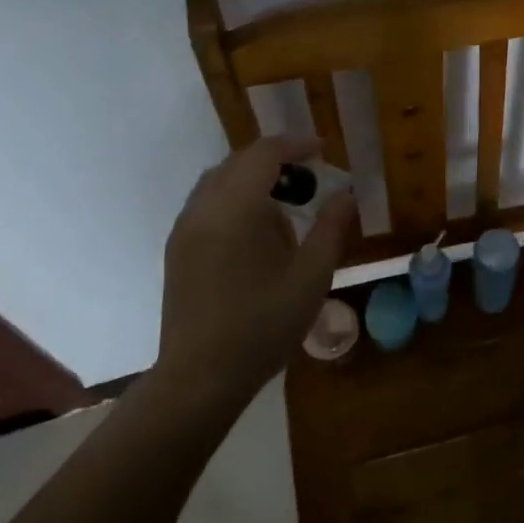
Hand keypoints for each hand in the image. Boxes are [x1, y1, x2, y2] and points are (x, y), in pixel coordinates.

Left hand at [159, 136, 356, 406]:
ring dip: (252, 179)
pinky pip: (207, 204)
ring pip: (219, 181)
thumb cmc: (262, 326)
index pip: (264, 154)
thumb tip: (346, 195)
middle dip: (275, 160)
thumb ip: (331, 229)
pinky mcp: (177, 249)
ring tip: (285, 204)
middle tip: (309, 178)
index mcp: (235, 208)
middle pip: (238, 162)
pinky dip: (234, 199)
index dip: (295, 145)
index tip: (321, 151)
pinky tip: (255, 232)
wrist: (201, 377)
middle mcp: (203, 208)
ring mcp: (184, 229)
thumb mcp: (311, 277)